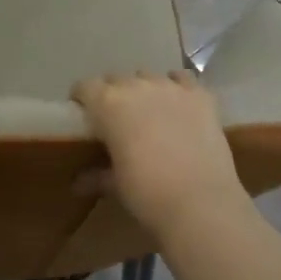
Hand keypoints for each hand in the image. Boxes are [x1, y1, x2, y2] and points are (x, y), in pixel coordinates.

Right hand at [72, 71, 249, 241]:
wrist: (201, 202)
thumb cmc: (148, 194)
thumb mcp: (116, 185)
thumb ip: (97, 176)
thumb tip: (79, 183)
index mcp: (108, 104)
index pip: (85, 87)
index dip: (82, 99)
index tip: (84, 115)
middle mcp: (137, 86)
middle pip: (116, 79)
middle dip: (113, 95)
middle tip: (117, 120)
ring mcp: (171, 87)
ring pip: (148, 77)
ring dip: (143, 91)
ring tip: (149, 113)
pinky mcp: (199, 95)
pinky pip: (182, 79)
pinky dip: (176, 87)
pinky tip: (178, 103)